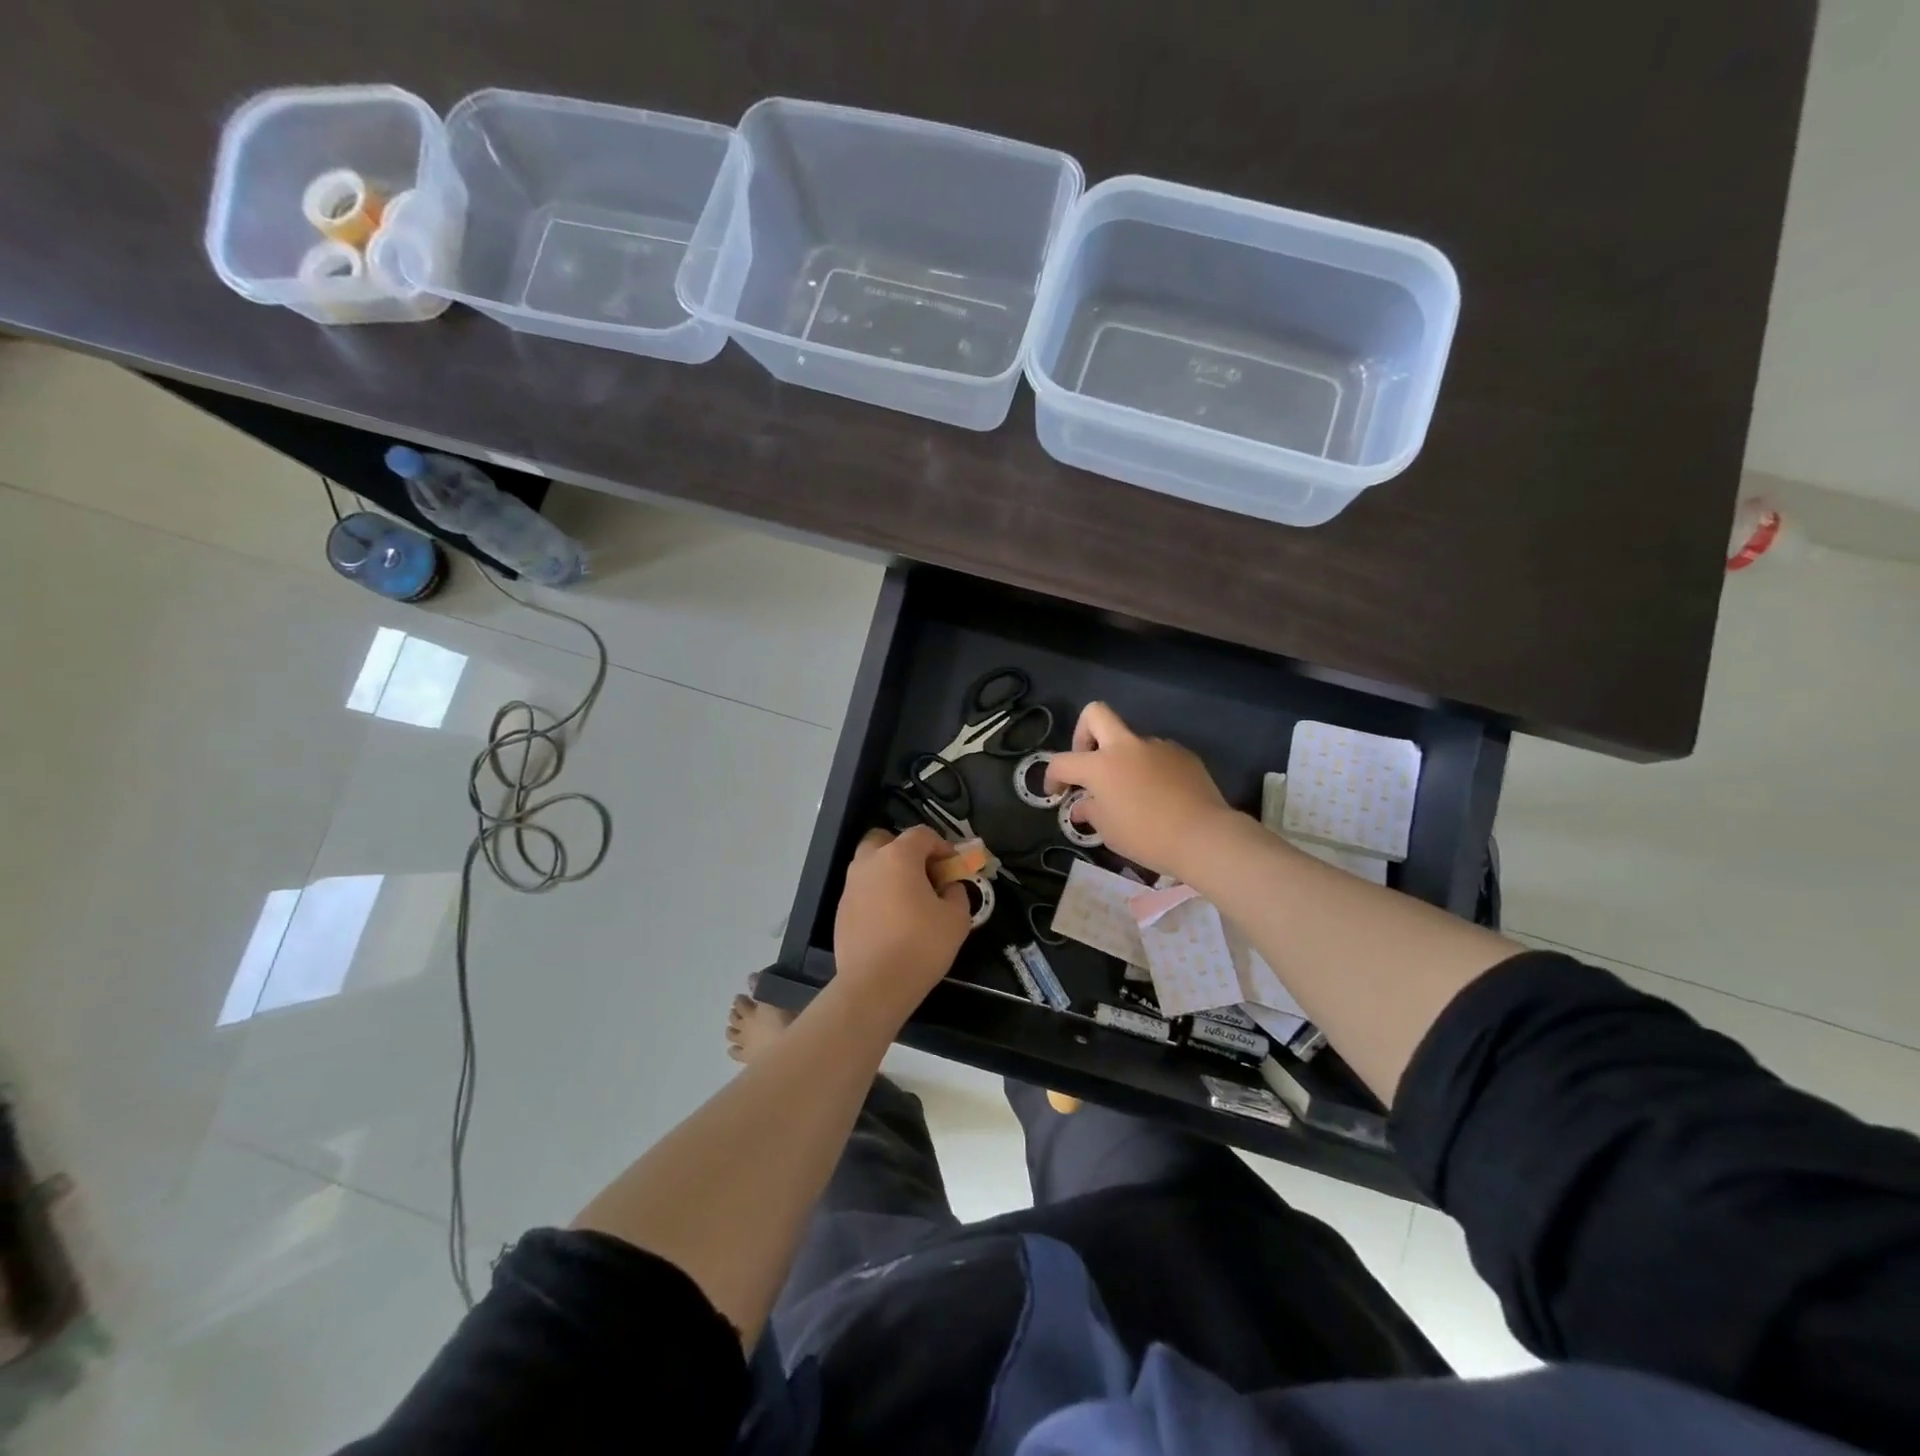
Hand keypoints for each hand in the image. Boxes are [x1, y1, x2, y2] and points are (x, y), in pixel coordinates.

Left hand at [833, 826, 971, 1015]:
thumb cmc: (920, 945)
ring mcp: (850, 887)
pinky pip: (863, 891)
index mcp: (898, 856)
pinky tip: (891, 922)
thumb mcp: (956, 918)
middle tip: (924, 875)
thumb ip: (956, 893)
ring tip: (909, 900)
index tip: (953, 867)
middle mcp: (869, 863)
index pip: (922, 834)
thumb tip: (948, 887)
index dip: (942, 846)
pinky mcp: (841, 910)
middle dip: (906, 851)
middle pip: (886, 841)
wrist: (874, 985)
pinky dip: (877, 896)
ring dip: (889, 873)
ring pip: (871, 866)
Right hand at [1045, 703, 1233, 876]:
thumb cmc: (1147, 837)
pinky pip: (1156, 755)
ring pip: (1130, 740)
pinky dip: (1149, 769)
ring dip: (1122, 758)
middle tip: (1088, 762)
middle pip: (1096, 714)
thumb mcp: (1108, 831)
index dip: (1052, 776)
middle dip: (1083, 733)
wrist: (1203, 836)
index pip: (1063, 762)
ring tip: (1131, 791)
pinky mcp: (1182, 754)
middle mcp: (1126, 746)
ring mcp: (1157, 746)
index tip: (1057, 793)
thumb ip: (1090, 811)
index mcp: (1100, 765)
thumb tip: (1081, 805)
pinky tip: (1159, 794)